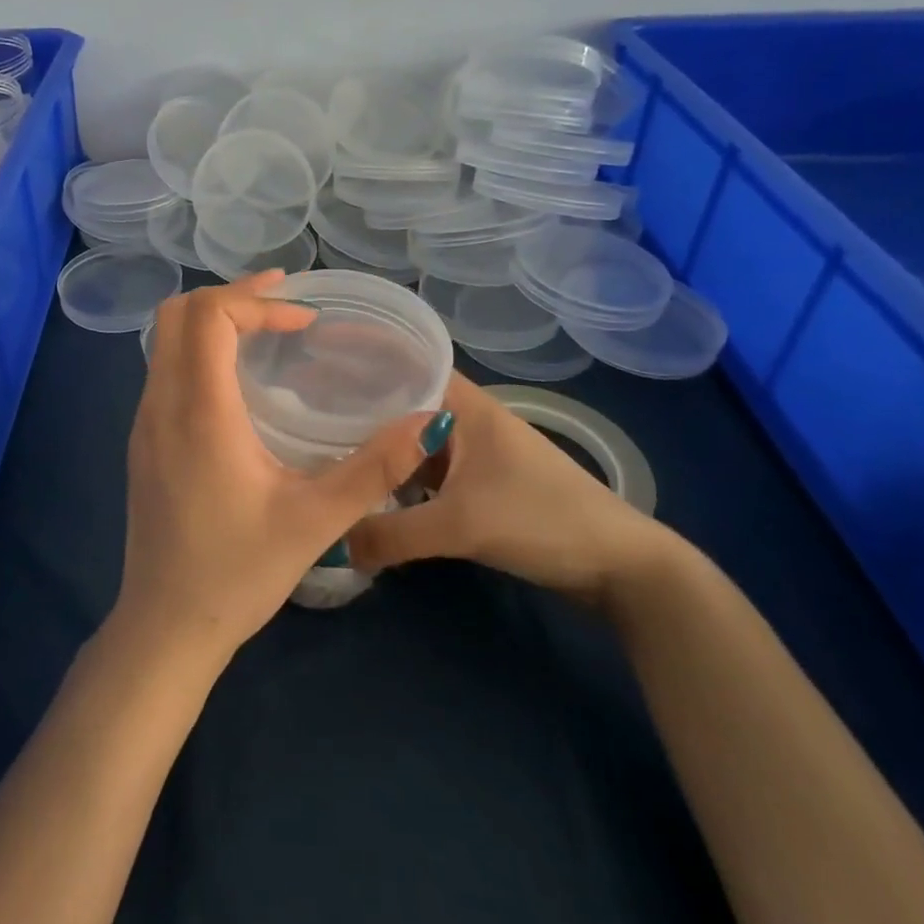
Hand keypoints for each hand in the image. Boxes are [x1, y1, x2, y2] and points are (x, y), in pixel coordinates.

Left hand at [118, 273, 434, 666]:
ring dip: (211, 322)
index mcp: (198, 412)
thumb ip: (374, 468)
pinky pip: (163, 371)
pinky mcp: (142, 444)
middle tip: (283, 303)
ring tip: (265, 331)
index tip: (301, 317)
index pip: (207, 316)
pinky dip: (197, 352)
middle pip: (177, 315)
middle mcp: (160, 405)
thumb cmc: (238, 573)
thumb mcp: (316, 521)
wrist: (165, 626)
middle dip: (230, 297)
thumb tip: (428, 420)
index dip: (254, 300)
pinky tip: (236, 383)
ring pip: (165, 342)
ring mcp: (143, 424)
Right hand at [347, 372, 667, 604]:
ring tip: (324, 447)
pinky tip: (369, 489)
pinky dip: (398, 476)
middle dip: (358, 405)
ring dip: (378, 446)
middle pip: (403, 402)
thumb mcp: (461, 526)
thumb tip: (332, 542)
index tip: (315, 360)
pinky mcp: (480, 485)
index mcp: (466, 405)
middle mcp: (467, 419)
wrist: (619, 566)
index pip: (406, 363)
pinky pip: (425, 471)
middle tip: (304, 411)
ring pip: (413, 439)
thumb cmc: (542, 520)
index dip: (363, 357)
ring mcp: (474, 453)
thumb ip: (392, 534)